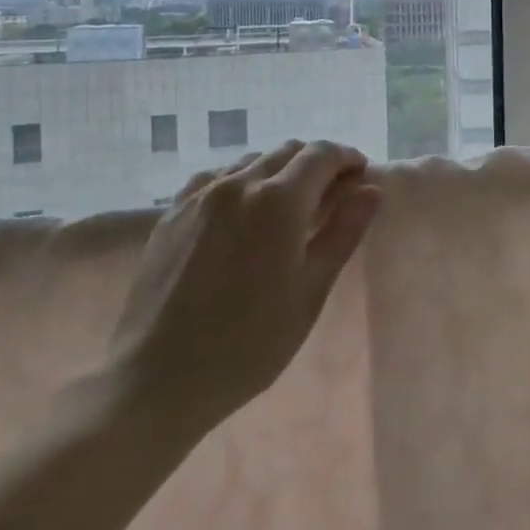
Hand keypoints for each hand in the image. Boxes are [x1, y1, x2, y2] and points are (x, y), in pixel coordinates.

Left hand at [105, 140, 381, 439]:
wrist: (157, 377)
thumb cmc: (249, 343)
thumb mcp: (310, 292)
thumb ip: (343, 233)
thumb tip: (371, 189)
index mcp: (279, 200)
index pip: (321, 155)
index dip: (347, 158)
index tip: (361, 175)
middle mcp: (239, 183)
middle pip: (287, 151)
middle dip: (316, 164)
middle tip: (332, 194)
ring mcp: (200, 194)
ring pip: (251, 161)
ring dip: (279, 170)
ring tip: (288, 206)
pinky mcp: (173, 211)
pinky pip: (216, 178)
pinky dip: (241, 181)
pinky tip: (241, 211)